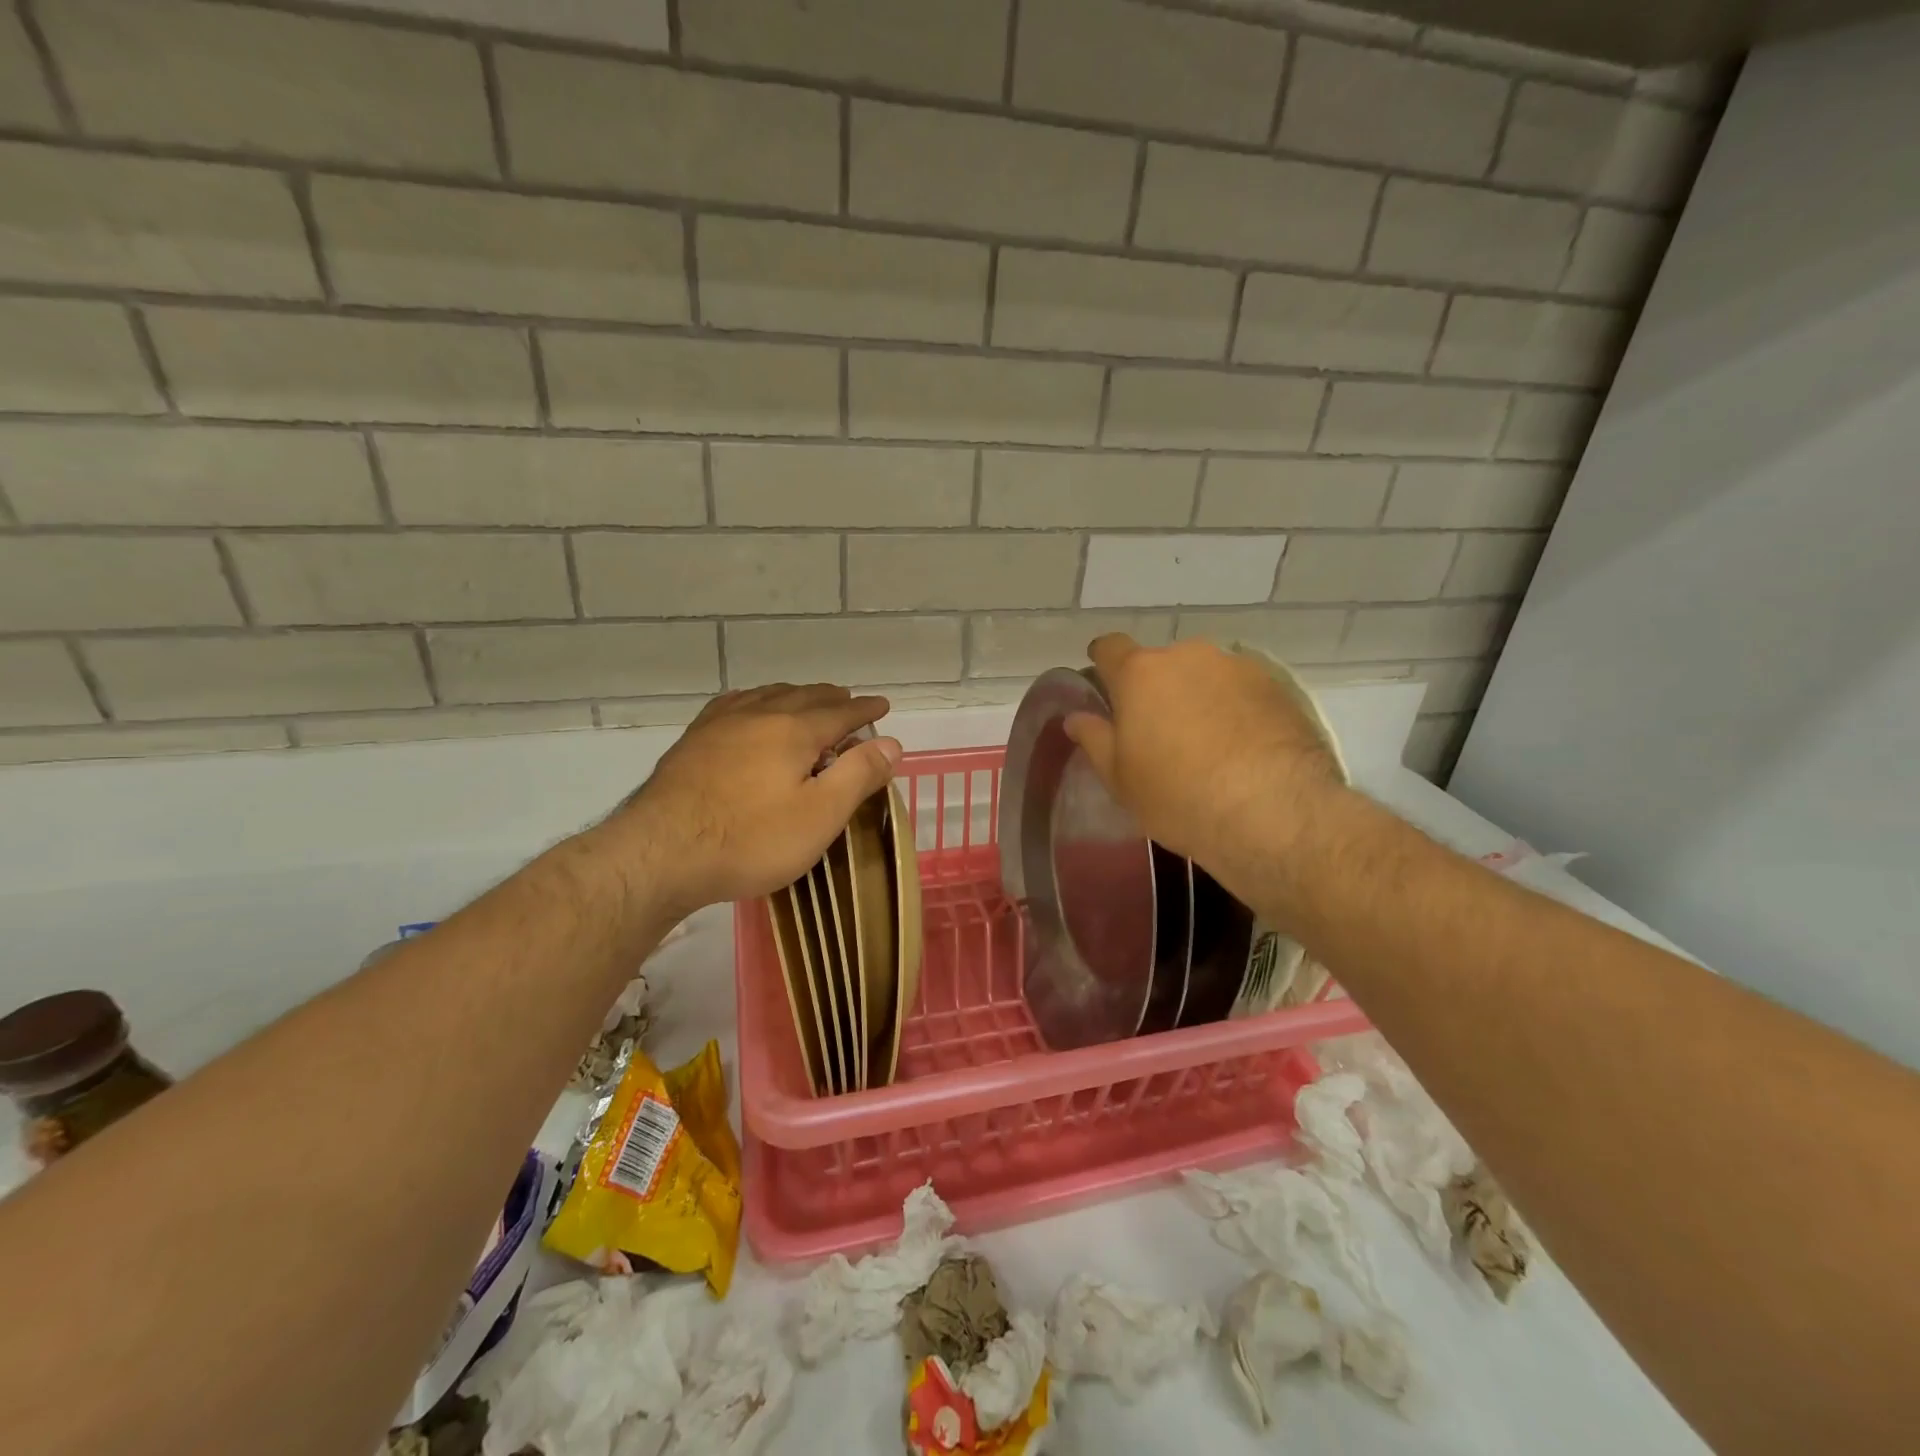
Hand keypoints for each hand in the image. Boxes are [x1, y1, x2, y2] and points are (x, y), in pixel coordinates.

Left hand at [601, 685, 901, 917]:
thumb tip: (892, 742)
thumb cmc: (751, 839)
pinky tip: (749, 707)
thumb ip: (858, 775)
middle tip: (849, 702)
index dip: (865, 710)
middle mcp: (759, 714)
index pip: (841, 712)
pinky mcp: (693, 741)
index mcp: (795, 730)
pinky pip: (732, 704)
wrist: (661, 853)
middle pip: (805, 697)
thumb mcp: (819, 815)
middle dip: (832, 698)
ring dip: (795, 695)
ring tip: (807, 699)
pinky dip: (754, 700)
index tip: (882, 706)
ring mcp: (720, 724)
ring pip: (767, 696)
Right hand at [1064, 635, 1348, 916]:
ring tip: (1209, 742)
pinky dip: (1236, 708)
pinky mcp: (1278, 686)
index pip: (1109, 647)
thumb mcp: (1121, 778)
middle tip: (1161, 731)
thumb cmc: (1178, 796)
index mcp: (1140, 673)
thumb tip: (1076, 717)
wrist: (1273, 813)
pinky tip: (1243, 746)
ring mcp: (1237, 666)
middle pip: (1162, 663)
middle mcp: (1188, 656)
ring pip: (1205, 675)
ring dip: (1199, 696)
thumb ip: (1095, 739)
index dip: (1103, 662)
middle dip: (1157, 689)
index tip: (1105, 682)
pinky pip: (1242, 689)